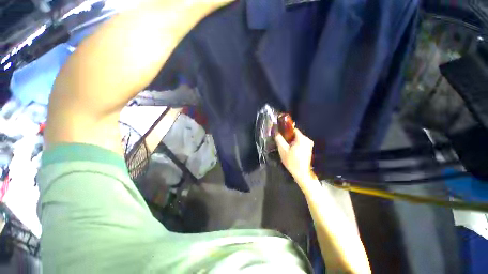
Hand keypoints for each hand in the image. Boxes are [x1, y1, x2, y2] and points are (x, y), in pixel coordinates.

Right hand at [274, 128, 314, 184]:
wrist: (301, 174)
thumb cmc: (292, 161)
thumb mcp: (282, 149)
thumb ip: (279, 139)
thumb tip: (276, 131)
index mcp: (302, 138)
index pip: (293, 129)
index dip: (286, 131)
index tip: (280, 135)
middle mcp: (308, 140)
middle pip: (295, 135)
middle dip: (288, 138)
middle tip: (282, 143)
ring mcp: (309, 145)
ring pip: (297, 140)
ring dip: (291, 142)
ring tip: (286, 148)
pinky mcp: (309, 150)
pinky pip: (300, 144)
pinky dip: (295, 146)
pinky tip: (291, 152)